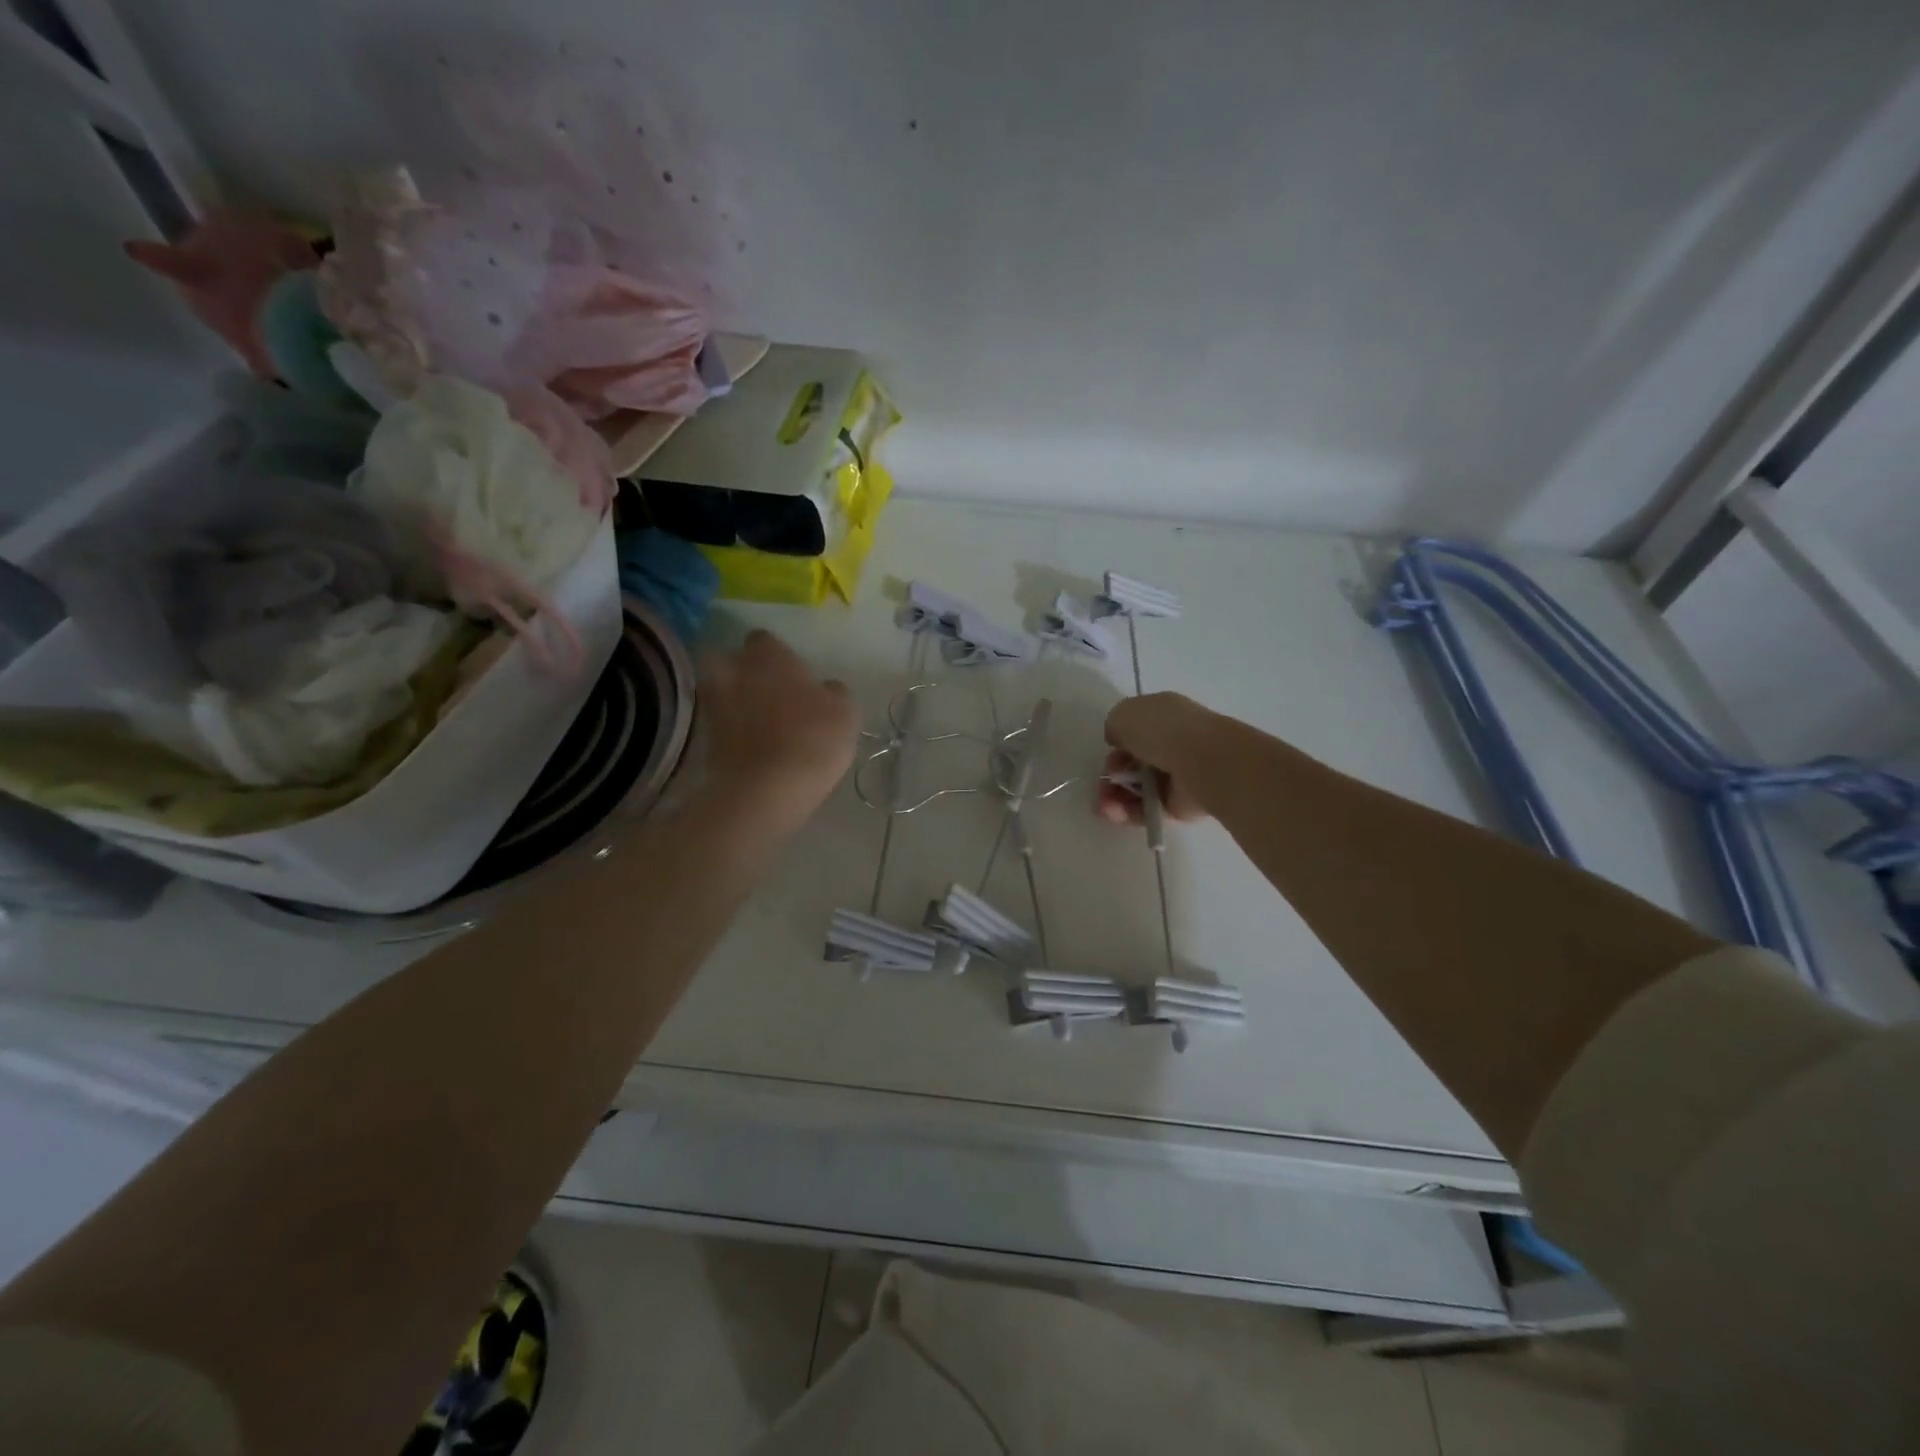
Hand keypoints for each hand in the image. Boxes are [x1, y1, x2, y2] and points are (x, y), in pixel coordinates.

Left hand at [699, 630, 858, 830]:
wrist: (765, 790)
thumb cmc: (812, 739)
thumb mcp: (845, 712)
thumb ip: (833, 691)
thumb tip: (825, 688)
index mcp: (768, 654)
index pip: (765, 640)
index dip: (778, 656)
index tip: (793, 675)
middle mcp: (733, 669)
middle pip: (732, 661)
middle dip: (745, 672)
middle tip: (768, 693)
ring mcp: (713, 703)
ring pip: (721, 690)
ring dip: (735, 700)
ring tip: (758, 721)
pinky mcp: (704, 737)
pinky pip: (719, 723)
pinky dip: (731, 729)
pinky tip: (751, 744)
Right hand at [1097, 692, 1218, 826]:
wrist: (1203, 762)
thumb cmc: (1163, 731)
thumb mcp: (1124, 714)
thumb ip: (1114, 726)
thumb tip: (1118, 741)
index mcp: (1164, 715)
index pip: (1136, 729)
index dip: (1117, 740)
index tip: (1109, 747)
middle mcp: (1172, 743)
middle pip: (1133, 761)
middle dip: (1112, 772)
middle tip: (1105, 779)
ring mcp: (1176, 775)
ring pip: (1135, 787)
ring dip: (1113, 795)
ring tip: (1104, 804)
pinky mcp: (1177, 804)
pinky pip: (1145, 809)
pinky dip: (1126, 812)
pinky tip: (1113, 812)